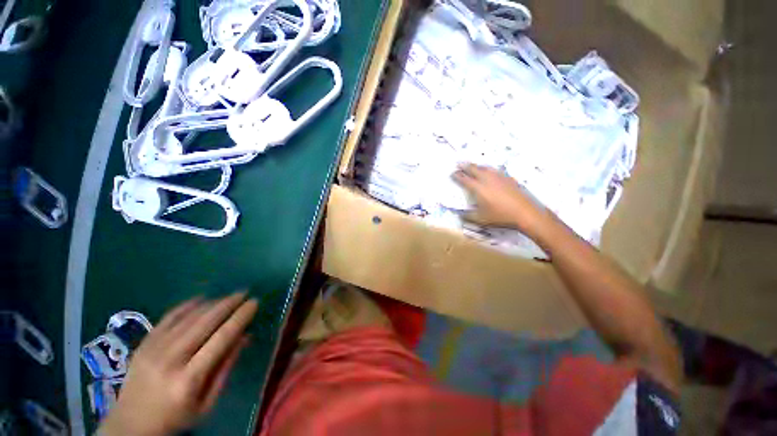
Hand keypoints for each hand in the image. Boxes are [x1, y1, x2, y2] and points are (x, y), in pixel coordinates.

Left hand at [99, 293, 258, 435]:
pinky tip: (202, 298)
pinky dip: (187, 305)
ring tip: (229, 296)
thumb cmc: (176, 417)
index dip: (240, 318)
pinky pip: (168, 317)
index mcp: (188, 379)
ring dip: (212, 303)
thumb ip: (226, 367)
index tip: (254, 303)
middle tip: (244, 292)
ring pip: (188, 317)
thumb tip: (246, 336)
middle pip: (204, 323)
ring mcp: (153, 350)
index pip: (221, 339)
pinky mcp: (143, 344)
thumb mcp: (207, 402)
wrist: (130, 425)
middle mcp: (170, 360)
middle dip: (228, 304)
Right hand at [452, 163, 548, 235]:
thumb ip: (467, 216)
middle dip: (465, 166)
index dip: (457, 176)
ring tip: (472, 166)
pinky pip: (494, 170)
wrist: (525, 213)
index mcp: (478, 188)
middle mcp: (487, 179)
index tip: (452, 173)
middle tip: (459, 164)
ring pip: (485, 168)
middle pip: (473, 169)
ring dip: (476, 166)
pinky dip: (488, 169)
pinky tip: (489, 171)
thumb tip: (458, 214)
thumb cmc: (500, 216)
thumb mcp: (481, 219)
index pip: (464, 179)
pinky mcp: (508, 178)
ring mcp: (499, 177)